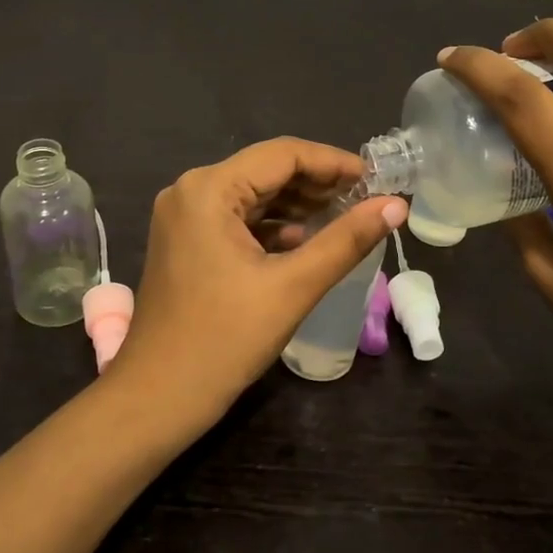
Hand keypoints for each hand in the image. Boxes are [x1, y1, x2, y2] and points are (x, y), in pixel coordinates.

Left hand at [107, 138, 405, 430]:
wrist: (156, 398)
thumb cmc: (224, 340)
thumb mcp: (293, 287)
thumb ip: (346, 240)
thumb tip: (396, 206)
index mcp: (209, 189)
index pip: (282, 154)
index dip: (333, 162)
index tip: (376, 179)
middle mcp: (191, 190)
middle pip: (266, 171)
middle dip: (317, 183)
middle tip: (367, 200)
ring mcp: (184, 217)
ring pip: (253, 196)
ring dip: (298, 204)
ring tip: (346, 216)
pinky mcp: (185, 242)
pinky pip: (237, 220)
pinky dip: (273, 226)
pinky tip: (306, 241)